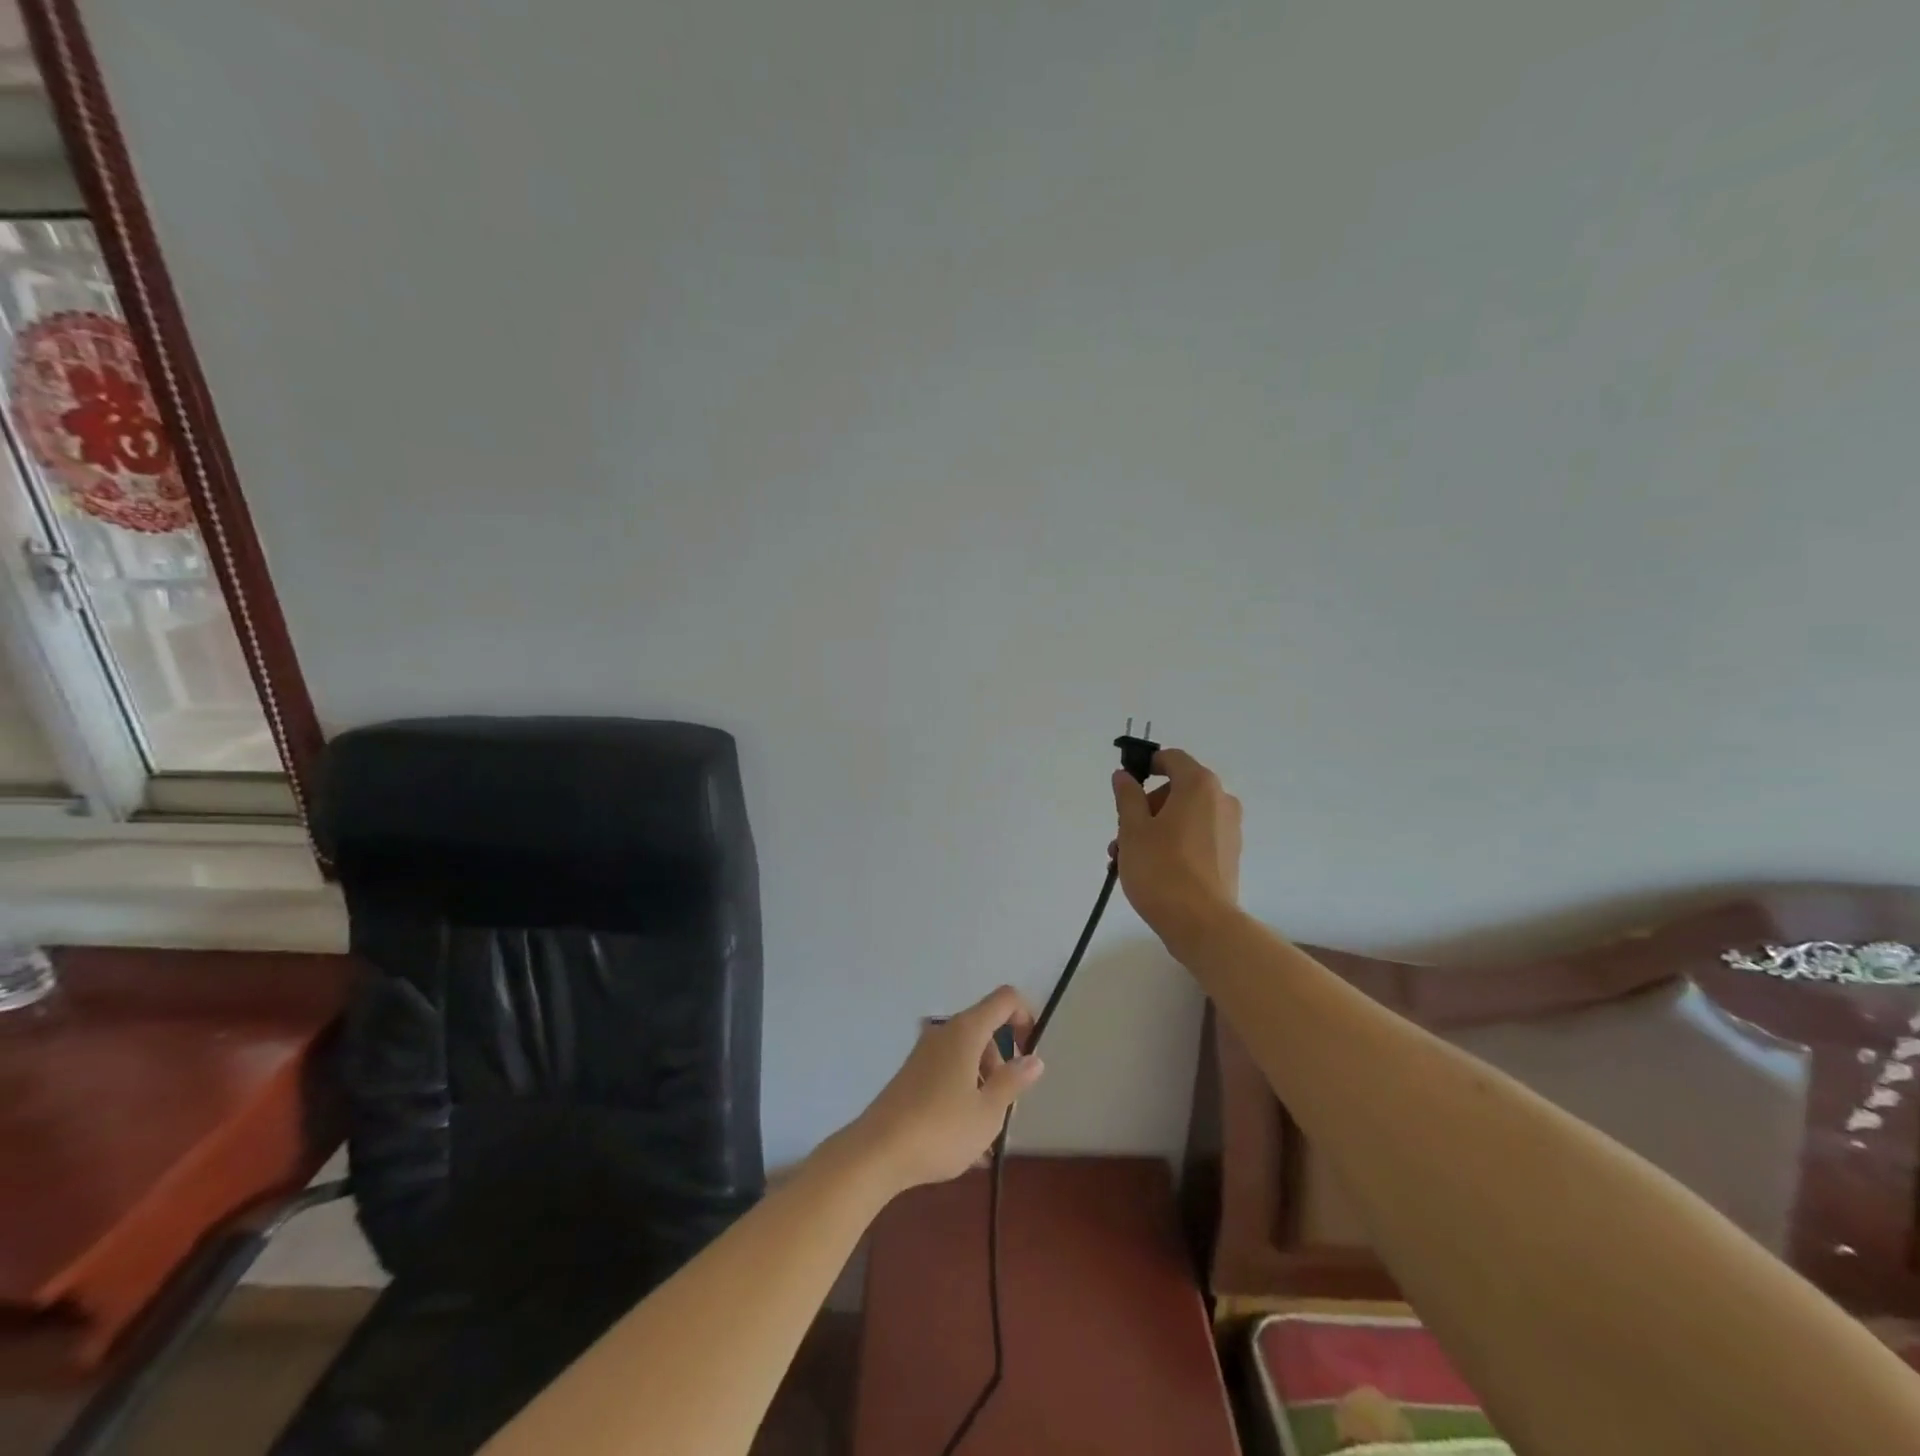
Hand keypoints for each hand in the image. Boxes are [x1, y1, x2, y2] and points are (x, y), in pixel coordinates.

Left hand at [842, 985, 1043, 1193]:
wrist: (877, 1152)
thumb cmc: (941, 1129)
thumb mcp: (988, 1112)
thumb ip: (1013, 1081)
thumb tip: (1034, 1059)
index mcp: (966, 1031)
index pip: (1005, 1000)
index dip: (1025, 1018)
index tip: (1029, 1056)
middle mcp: (944, 1033)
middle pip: (986, 1033)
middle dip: (1002, 1066)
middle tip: (1005, 1109)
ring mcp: (924, 1054)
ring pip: (967, 1059)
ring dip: (983, 1088)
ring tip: (986, 1139)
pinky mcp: (912, 1076)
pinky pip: (948, 1076)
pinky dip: (963, 1098)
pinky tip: (966, 1145)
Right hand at [1111, 747, 1242, 948]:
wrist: (1201, 924)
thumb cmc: (1161, 869)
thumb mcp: (1132, 829)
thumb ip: (1127, 797)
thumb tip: (1124, 776)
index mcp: (1199, 786)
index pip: (1172, 759)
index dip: (1146, 766)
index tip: (1125, 787)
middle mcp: (1221, 801)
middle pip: (1177, 790)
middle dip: (1145, 808)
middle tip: (1121, 835)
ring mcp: (1229, 830)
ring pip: (1183, 817)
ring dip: (1154, 830)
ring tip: (1126, 860)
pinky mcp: (1229, 856)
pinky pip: (1196, 838)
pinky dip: (1172, 845)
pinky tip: (1149, 871)